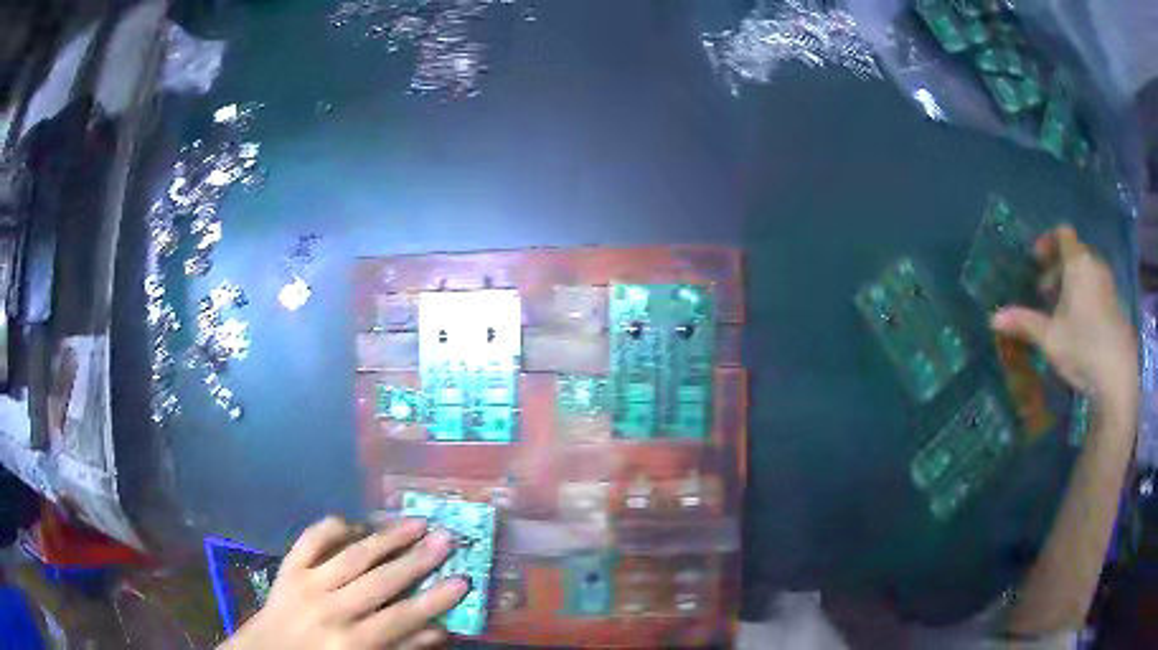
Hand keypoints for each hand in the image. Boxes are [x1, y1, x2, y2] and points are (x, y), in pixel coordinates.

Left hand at [220, 517, 467, 649]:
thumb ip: (401, 649)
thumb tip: (440, 629)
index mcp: (352, 641)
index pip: (402, 616)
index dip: (435, 599)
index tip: (463, 580)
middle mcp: (332, 609)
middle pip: (381, 580)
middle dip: (417, 559)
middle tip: (446, 538)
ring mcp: (307, 583)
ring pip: (352, 555)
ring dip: (386, 537)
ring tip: (415, 521)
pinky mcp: (288, 567)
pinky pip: (311, 539)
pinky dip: (332, 526)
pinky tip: (354, 522)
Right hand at [991, 225, 1137, 427]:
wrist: (1117, 376)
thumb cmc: (1082, 347)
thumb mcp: (1049, 338)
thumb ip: (1024, 323)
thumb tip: (993, 319)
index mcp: (1078, 262)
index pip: (1062, 234)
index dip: (1048, 242)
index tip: (1036, 262)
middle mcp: (1095, 264)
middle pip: (1075, 253)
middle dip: (1058, 268)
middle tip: (1045, 293)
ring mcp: (1109, 285)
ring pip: (1087, 272)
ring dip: (1073, 283)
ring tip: (1063, 312)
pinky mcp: (1117, 305)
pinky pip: (1098, 289)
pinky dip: (1087, 297)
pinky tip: (1081, 327)